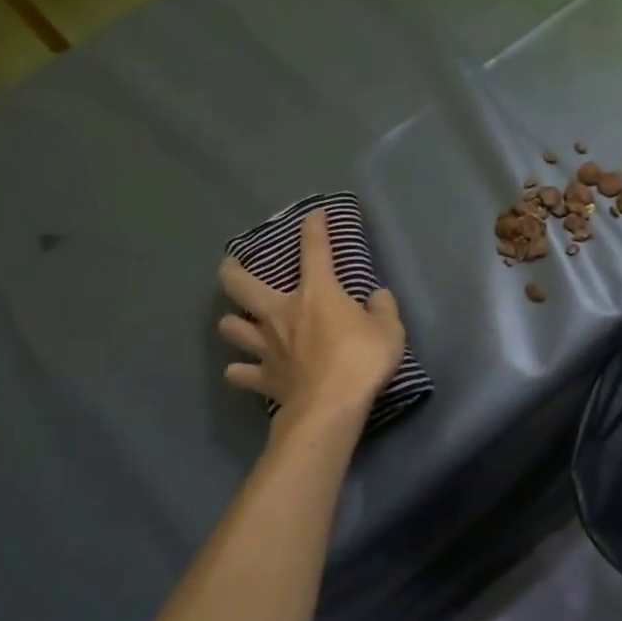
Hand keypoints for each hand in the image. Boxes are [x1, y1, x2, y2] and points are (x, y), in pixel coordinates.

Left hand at [217, 209, 405, 428]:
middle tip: (232, 265)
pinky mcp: (262, 378)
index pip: (314, 250)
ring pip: (231, 327)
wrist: (332, 405)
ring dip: (232, 322)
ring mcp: (267, 346)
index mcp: (316, 294)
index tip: (313, 215)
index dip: (314, 228)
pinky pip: (240, 373)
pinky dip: (240, 371)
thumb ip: (383, 309)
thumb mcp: (390, 330)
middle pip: (241, 285)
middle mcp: (282, 313)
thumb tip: (377, 297)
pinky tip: (242, 370)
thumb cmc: (363, 359)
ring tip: (239, 322)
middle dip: (232, 270)